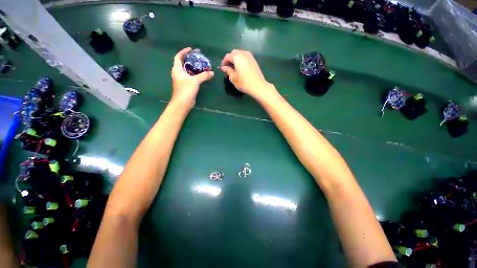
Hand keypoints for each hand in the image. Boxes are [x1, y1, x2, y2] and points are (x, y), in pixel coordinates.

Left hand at [171, 47, 213, 108]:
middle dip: (190, 59)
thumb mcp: (195, 81)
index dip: (184, 52)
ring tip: (201, 65)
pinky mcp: (186, 85)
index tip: (191, 49)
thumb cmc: (186, 89)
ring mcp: (182, 80)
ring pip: (188, 70)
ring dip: (194, 68)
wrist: (183, 102)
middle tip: (199, 57)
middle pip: (184, 63)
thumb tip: (212, 72)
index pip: (178, 57)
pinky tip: (201, 75)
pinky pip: (191, 77)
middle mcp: (178, 73)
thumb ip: (204, 76)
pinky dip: (195, 75)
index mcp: (177, 69)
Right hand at [220, 49, 273, 98]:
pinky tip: (240, 68)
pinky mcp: (254, 60)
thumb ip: (227, 70)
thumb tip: (223, 67)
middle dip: (229, 59)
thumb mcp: (233, 78)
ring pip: (240, 54)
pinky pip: (245, 57)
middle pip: (234, 53)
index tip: (222, 68)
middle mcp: (244, 53)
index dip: (223, 62)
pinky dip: (241, 61)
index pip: (227, 56)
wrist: (258, 86)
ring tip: (234, 68)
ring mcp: (250, 56)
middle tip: (227, 68)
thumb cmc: (244, 82)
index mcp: (237, 56)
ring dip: (235, 59)